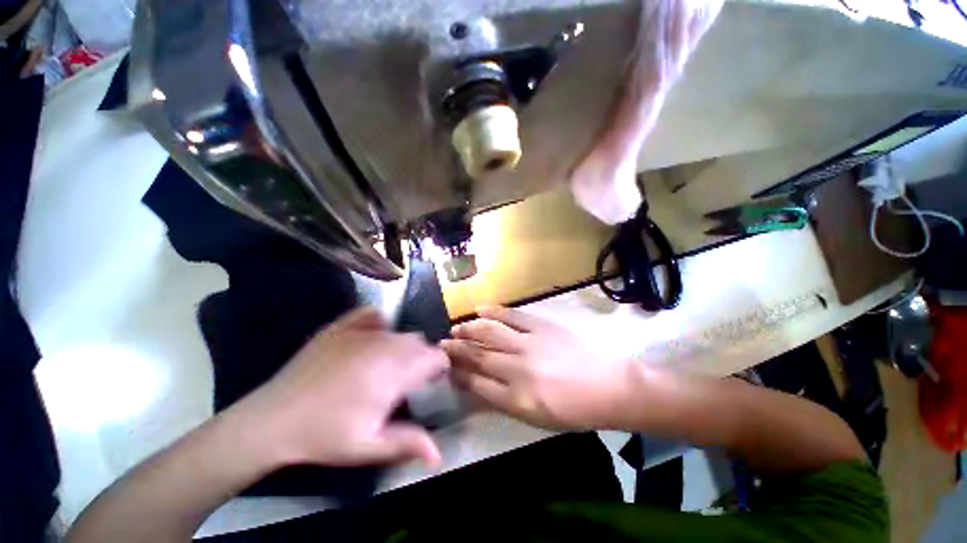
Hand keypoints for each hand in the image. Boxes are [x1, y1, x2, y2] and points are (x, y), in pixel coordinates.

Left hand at [232, 307, 448, 467]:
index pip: (434, 357)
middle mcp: (383, 345)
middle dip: (421, 357)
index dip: (438, 367)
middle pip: (418, 342)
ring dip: (403, 344)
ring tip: (390, 363)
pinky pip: (371, 314)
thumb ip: (407, 444)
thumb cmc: (324, 436)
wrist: (272, 420)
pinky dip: (379, 323)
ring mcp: (360, 332)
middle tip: (407, 377)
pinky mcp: (340, 327)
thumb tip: (439, 454)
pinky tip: (372, 338)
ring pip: (399, 330)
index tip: (432, 380)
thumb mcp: (367, 447)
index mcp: (394, 373)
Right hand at [442, 306, 634, 429]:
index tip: (446, 367)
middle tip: (442, 344)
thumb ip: (505, 401)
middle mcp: (518, 371)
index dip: (458, 374)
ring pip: (490, 334)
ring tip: (457, 327)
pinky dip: (494, 312)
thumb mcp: (536, 418)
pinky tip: (480, 309)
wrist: (610, 387)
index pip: (476, 384)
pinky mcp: (542, 327)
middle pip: (478, 357)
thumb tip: (479, 386)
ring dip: (469, 329)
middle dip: (456, 350)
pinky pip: (513, 316)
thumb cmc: (574, 410)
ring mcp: (530, 345)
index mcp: (517, 400)